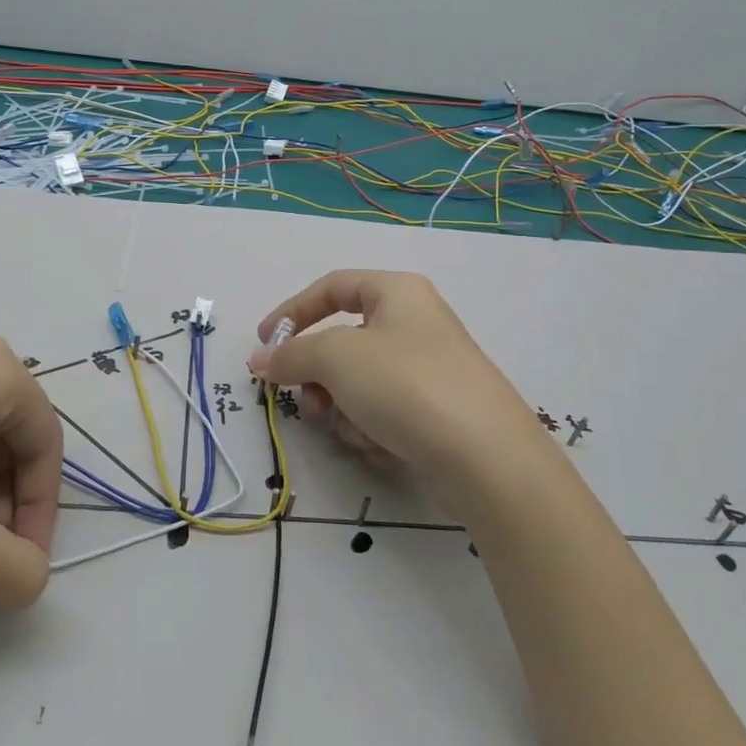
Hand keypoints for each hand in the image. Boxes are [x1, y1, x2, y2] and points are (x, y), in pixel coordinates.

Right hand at [248, 270, 542, 509]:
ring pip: (359, 383)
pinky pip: (384, 412)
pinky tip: (383, 448)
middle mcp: (415, 323)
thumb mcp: (336, 358)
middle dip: (320, 377)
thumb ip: (291, 354)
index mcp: (397, 292)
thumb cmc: (406, 385)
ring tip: (355, 430)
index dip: (292, 312)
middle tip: (309, 403)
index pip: (332, 288)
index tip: (264, 345)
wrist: (486, 457)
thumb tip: (260, 360)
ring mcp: (429, 369)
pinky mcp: (436, 412)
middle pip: (343, 342)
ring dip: (344, 409)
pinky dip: (373, 429)